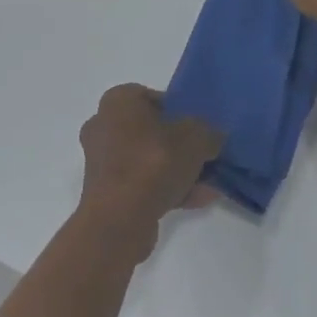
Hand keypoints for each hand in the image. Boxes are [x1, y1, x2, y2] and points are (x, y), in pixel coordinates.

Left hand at [77, 85, 221, 259]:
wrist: (119, 219)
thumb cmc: (153, 162)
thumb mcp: (195, 139)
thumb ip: (209, 133)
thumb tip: (215, 136)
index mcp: (118, 101)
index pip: (152, 96)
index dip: (178, 110)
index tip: (198, 127)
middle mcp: (103, 125)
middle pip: (150, 130)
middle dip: (178, 144)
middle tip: (204, 155)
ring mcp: (101, 162)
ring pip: (147, 160)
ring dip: (176, 170)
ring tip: (207, 183)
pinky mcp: (105, 193)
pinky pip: (141, 184)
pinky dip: (166, 189)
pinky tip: (197, 200)